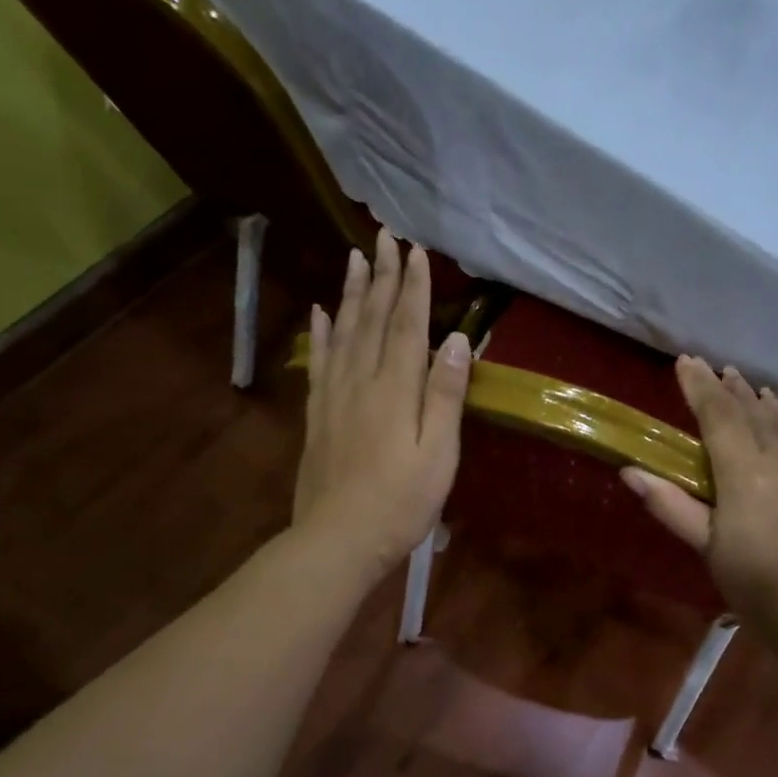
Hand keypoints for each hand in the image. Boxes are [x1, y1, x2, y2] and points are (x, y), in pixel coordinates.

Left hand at [292, 230, 471, 579]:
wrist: (339, 539)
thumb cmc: (401, 503)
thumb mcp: (438, 454)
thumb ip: (445, 395)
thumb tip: (459, 340)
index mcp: (396, 389)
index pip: (407, 325)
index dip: (413, 287)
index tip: (416, 251)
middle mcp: (362, 381)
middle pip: (372, 319)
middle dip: (381, 277)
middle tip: (384, 237)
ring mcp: (334, 397)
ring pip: (343, 333)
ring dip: (351, 294)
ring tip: (354, 259)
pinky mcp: (317, 416)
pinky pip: (319, 362)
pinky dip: (321, 333)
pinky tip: (320, 313)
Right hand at [623, 357, 777, 641]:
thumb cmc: (759, 587)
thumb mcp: (708, 548)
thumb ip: (671, 505)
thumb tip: (631, 471)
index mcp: (746, 473)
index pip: (718, 415)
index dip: (699, 386)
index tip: (685, 361)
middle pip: (753, 411)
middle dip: (730, 388)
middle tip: (714, 369)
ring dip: (762, 403)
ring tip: (748, 387)